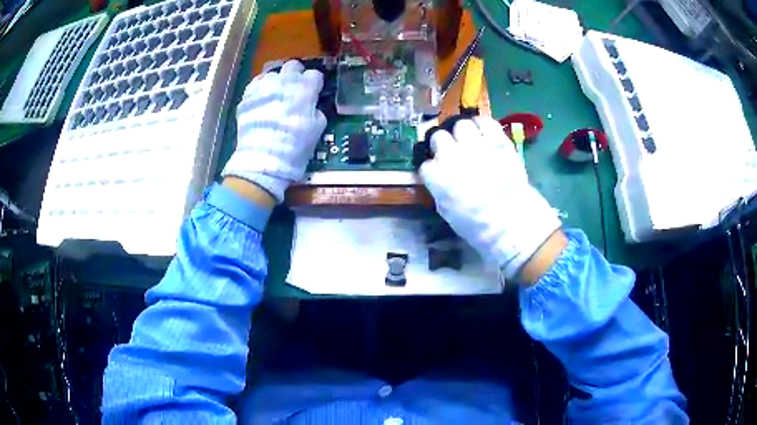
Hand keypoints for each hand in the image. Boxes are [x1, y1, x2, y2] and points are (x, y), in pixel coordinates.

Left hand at [222, 60, 326, 202]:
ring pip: (272, 74)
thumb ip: (316, 111)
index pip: (314, 74)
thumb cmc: (295, 146)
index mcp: (305, 89)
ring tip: (275, 95)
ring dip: (277, 81)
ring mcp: (263, 87)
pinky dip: (261, 89)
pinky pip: (256, 84)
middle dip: (295, 74)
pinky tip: (262, 100)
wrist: (264, 158)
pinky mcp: (247, 96)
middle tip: (295, 88)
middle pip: (293, 66)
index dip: (315, 83)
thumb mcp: (317, 130)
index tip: (313, 92)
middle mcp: (284, 82)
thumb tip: (312, 106)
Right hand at [420, 116, 562, 282]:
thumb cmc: (478, 226)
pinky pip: (485, 121)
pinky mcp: (498, 140)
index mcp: (436, 177)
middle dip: (444, 144)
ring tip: (471, 140)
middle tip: (454, 152)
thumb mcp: (447, 212)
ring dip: (463, 132)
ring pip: (461, 125)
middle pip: (439, 137)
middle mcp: (451, 155)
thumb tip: (440, 178)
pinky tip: (485, 133)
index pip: (426, 163)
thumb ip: (440, 189)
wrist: (512, 223)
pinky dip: (483, 125)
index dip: (434, 167)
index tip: (440, 171)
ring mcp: (475, 145)